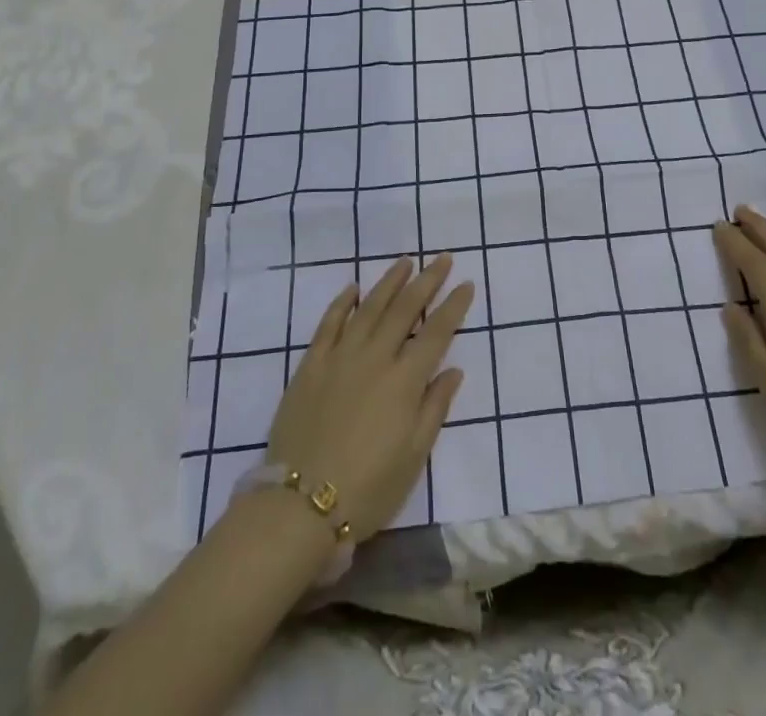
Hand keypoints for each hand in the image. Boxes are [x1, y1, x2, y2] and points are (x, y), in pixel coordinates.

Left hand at [264, 254, 472, 540]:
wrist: (299, 506)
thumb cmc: (367, 489)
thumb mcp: (414, 457)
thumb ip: (434, 408)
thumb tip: (453, 370)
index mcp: (405, 381)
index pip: (436, 332)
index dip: (453, 306)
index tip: (467, 284)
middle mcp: (375, 357)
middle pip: (405, 309)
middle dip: (427, 280)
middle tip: (442, 258)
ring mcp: (340, 357)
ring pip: (369, 307)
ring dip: (390, 281)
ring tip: (405, 262)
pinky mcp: (311, 365)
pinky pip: (329, 324)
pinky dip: (342, 302)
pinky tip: (352, 288)